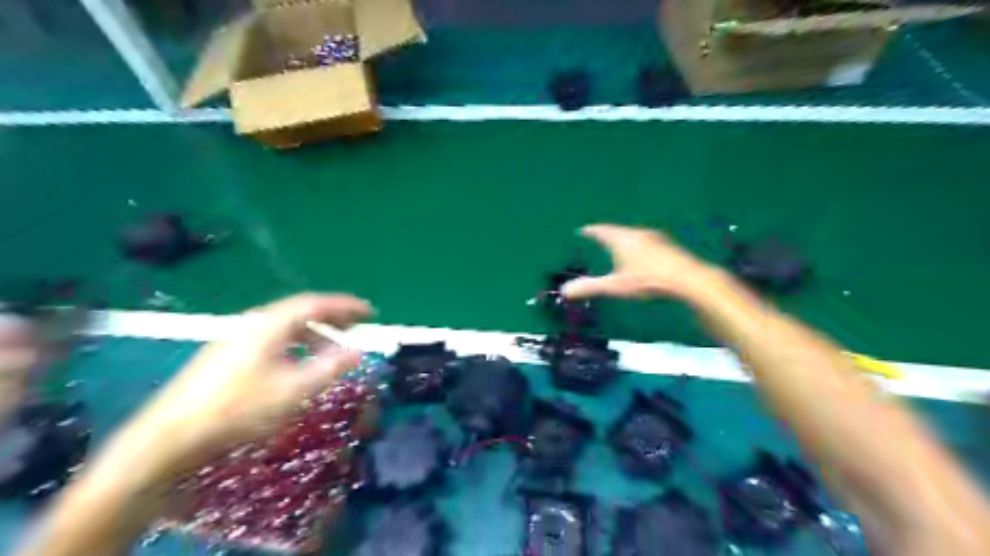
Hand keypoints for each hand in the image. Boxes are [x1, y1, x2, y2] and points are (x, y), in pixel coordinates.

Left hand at [124, 294, 370, 474]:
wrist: (168, 436)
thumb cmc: (237, 409)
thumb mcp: (292, 390)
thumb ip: (329, 368)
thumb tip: (358, 351)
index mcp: (270, 324)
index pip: (315, 304)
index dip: (345, 306)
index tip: (369, 312)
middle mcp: (253, 324)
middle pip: (300, 311)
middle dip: (332, 317)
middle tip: (357, 325)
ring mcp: (237, 339)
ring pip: (285, 326)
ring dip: (314, 331)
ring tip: (333, 345)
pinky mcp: (227, 355)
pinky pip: (273, 338)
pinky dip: (296, 343)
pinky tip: (299, 361)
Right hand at [561, 224, 715, 300]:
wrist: (687, 279)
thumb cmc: (647, 280)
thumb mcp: (615, 286)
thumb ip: (590, 287)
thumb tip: (564, 291)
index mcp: (621, 239)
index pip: (601, 231)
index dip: (591, 231)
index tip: (583, 230)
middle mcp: (636, 233)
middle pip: (617, 231)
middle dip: (607, 234)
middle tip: (598, 237)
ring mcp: (654, 238)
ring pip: (632, 236)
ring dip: (623, 240)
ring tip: (617, 246)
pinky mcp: (666, 246)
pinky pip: (645, 242)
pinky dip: (636, 246)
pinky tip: (640, 257)